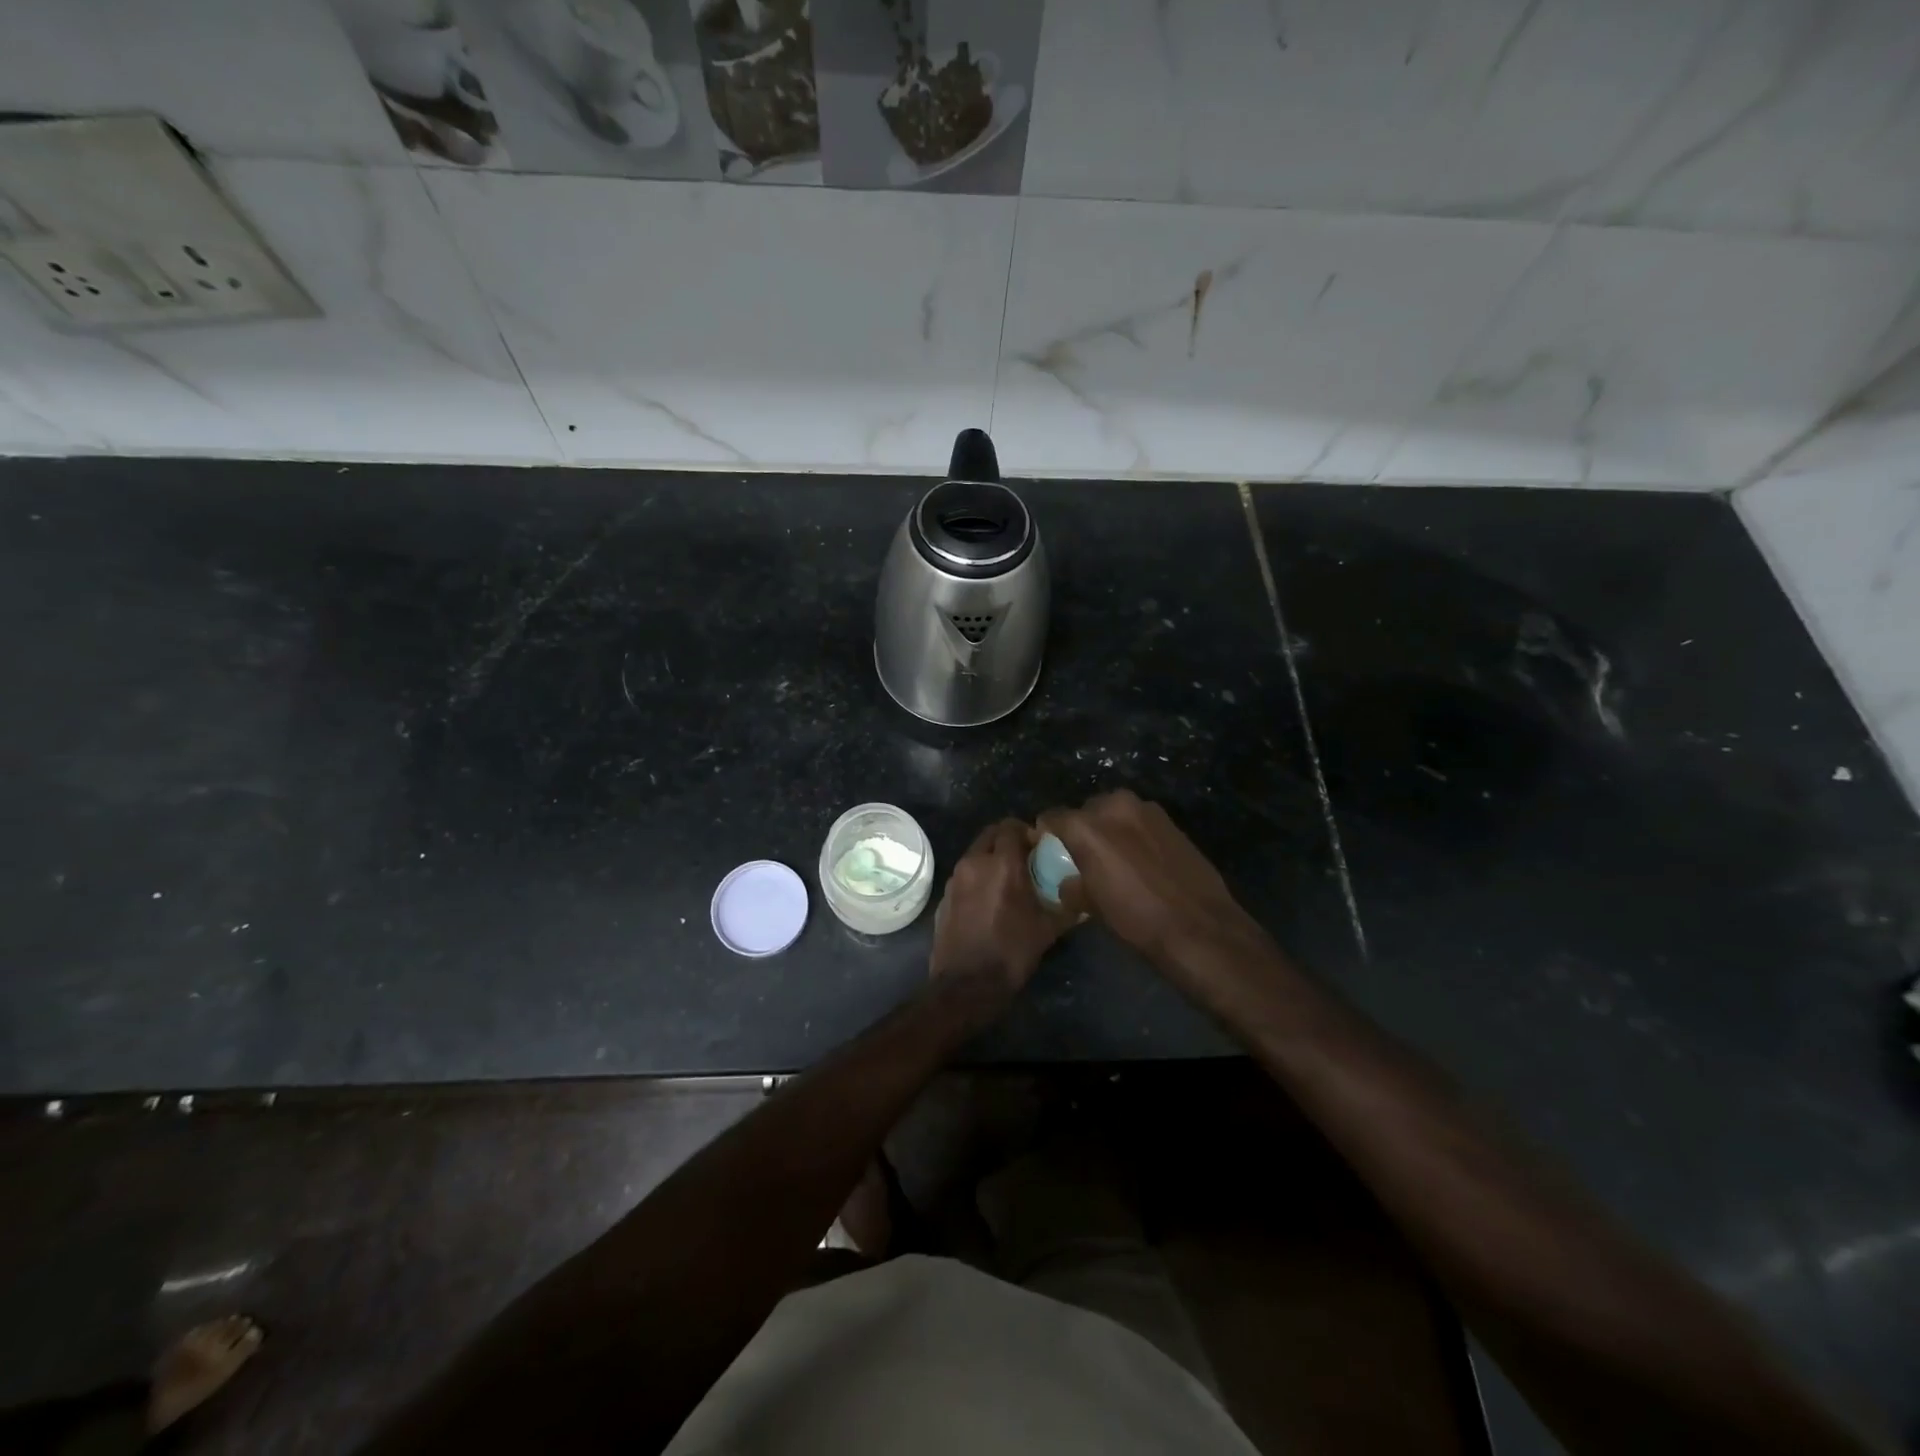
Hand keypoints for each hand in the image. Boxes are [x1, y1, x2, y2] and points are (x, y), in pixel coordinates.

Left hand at [928, 818, 1073, 1024]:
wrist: (966, 985)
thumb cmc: (1011, 953)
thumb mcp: (1047, 930)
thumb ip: (1067, 908)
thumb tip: (1084, 900)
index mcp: (1002, 864)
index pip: (1011, 826)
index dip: (1027, 832)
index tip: (1039, 847)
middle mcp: (975, 862)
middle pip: (991, 834)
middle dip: (1008, 840)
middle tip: (1025, 859)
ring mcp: (955, 878)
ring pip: (976, 853)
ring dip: (991, 858)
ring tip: (1008, 880)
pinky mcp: (944, 895)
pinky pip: (964, 874)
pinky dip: (977, 877)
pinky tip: (988, 900)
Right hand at [1037, 790, 1268, 972]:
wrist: (1198, 926)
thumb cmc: (1136, 917)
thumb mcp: (1092, 906)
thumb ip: (1071, 885)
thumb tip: (1068, 882)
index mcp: (1087, 825)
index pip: (1053, 817)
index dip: (1046, 832)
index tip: (1048, 848)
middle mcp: (1114, 806)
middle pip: (1086, 811)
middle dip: (1081, 829)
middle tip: (1083, 856)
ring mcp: (1147, 810)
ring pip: (1115, 813)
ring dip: (1110, 829)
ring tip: (1114, 858)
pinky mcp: (1171, 820)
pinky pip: (1140, 822)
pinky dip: (1134, 834)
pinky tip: (1141, 860)